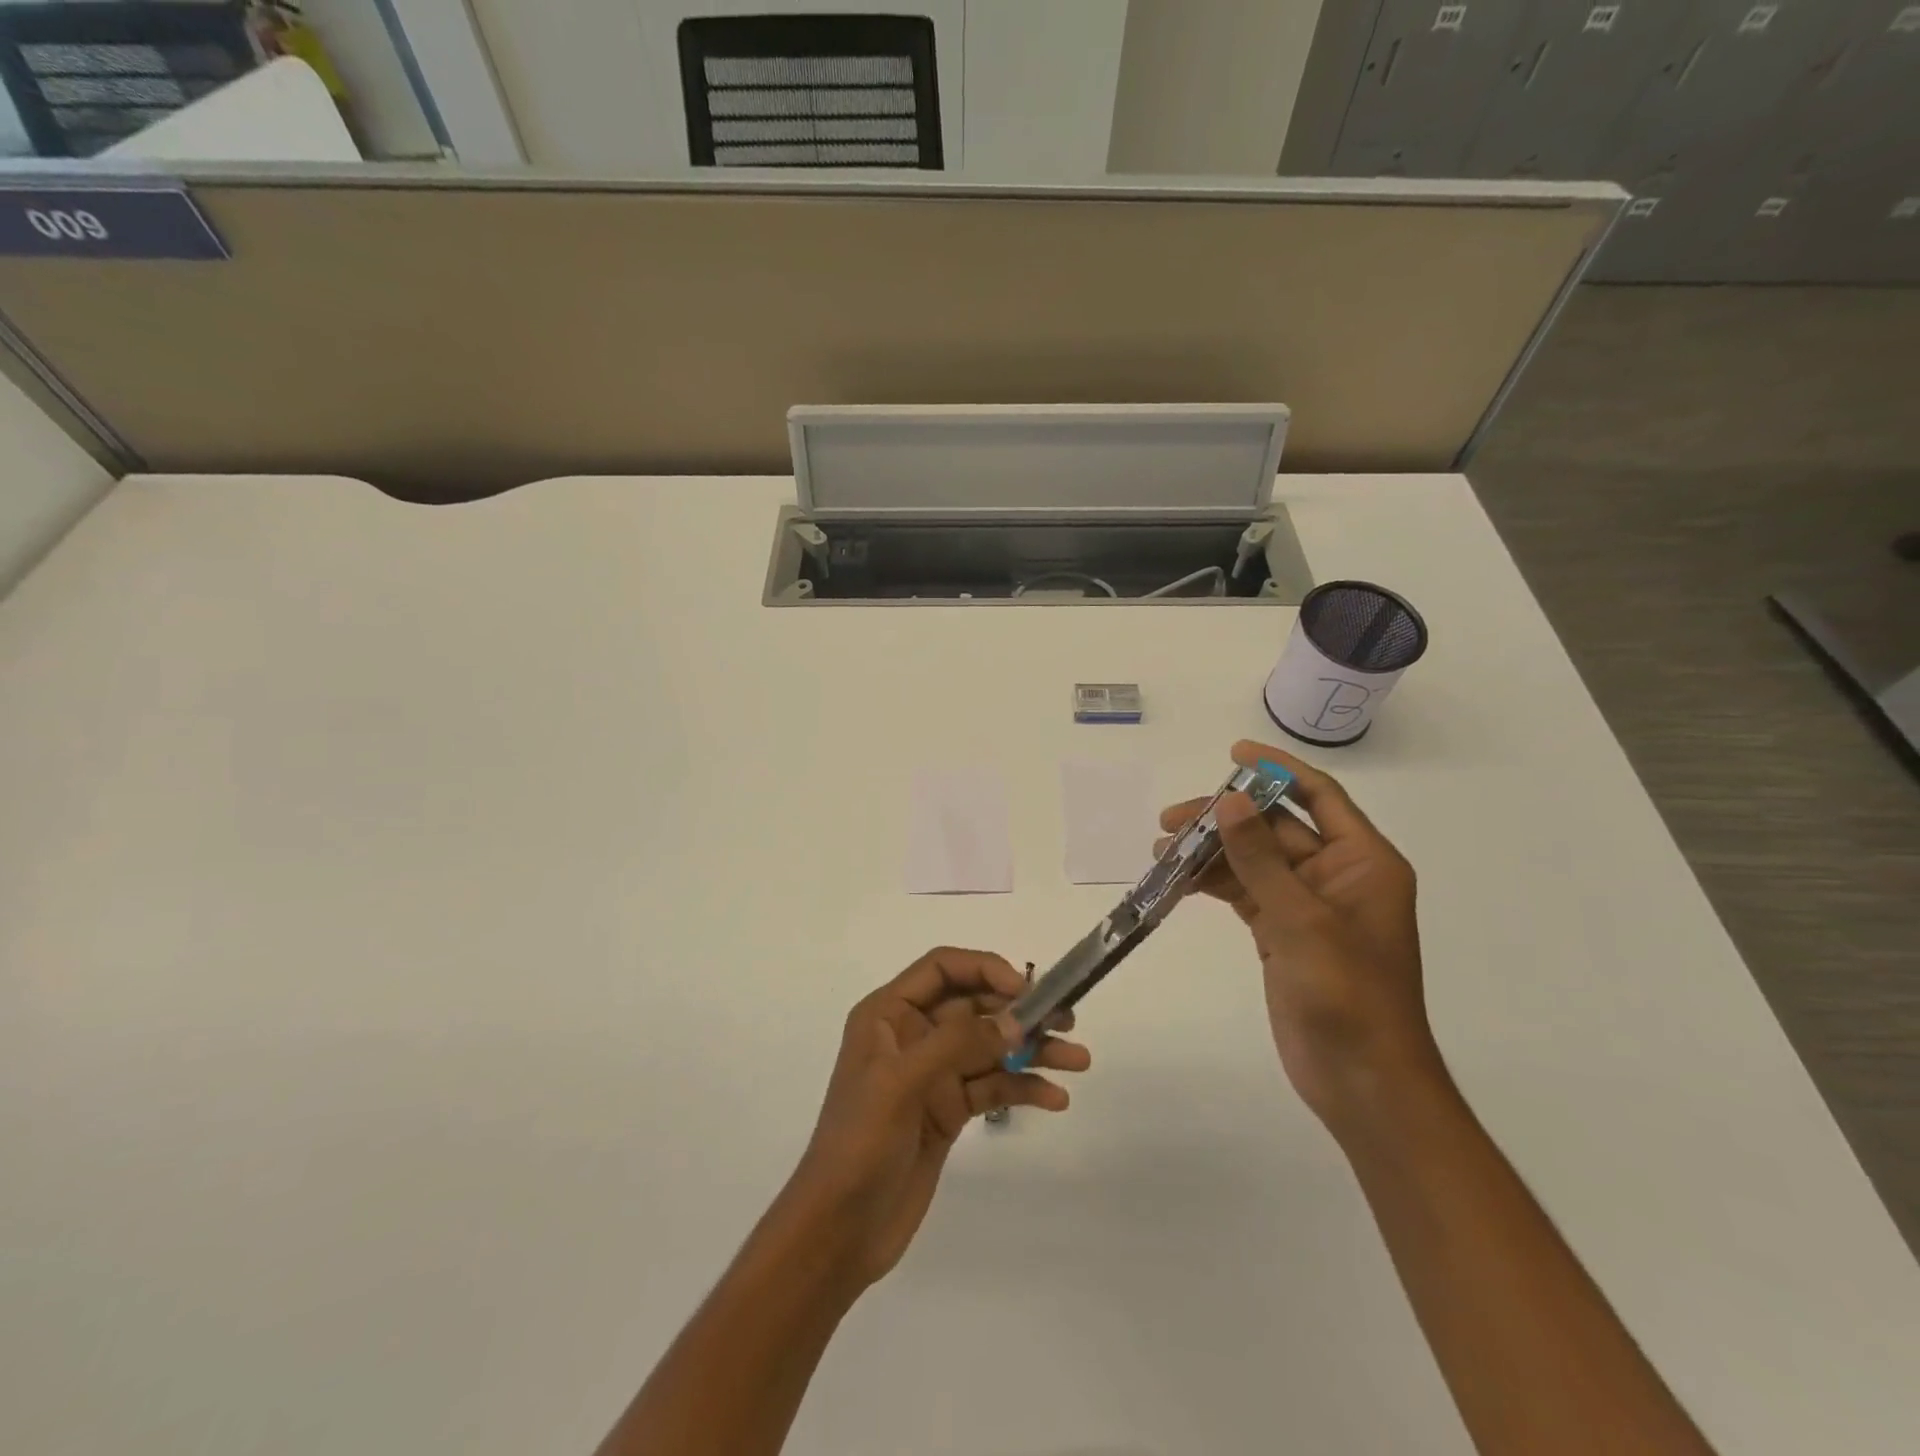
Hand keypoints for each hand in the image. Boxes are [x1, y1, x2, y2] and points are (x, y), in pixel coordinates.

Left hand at [780, 948, 1090, 1290]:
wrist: (839, 1230)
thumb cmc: (860, 1142)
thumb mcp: (902, 1083)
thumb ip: (959, 1044)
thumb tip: (1016, 1021)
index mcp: (888, 1013)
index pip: (942, 968)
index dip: (985, 969)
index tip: (1025, 989)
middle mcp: (912, 1034)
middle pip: (974, 1005)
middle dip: (1020, 1010)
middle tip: (1067, 1020)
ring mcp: (932, 1074)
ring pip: (990, 1047)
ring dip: (1032, 1050)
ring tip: (1078, 1060)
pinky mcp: (948, 1110)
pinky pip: (992, 1087)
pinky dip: (1023, 1088)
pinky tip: (1055, 1098)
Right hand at [1157, 741, 1440, 1132]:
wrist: (1362, 1082)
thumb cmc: (1348, 996)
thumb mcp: (1302, 919)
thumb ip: (1261, 858)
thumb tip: (1229, 799)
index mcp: (1362, 862)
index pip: (1318, 796)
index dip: (1277, 769)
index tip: (1233, 752)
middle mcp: (1336, 876)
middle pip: (1274, 828)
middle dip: (1223, 818)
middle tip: (1170, 820)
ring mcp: (1306, 906)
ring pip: (1252, 861)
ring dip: (1211, 852)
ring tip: (1160, 851)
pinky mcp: (1282, 934)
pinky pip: (1244, 893)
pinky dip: (1212, 884)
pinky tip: (1176, 880)